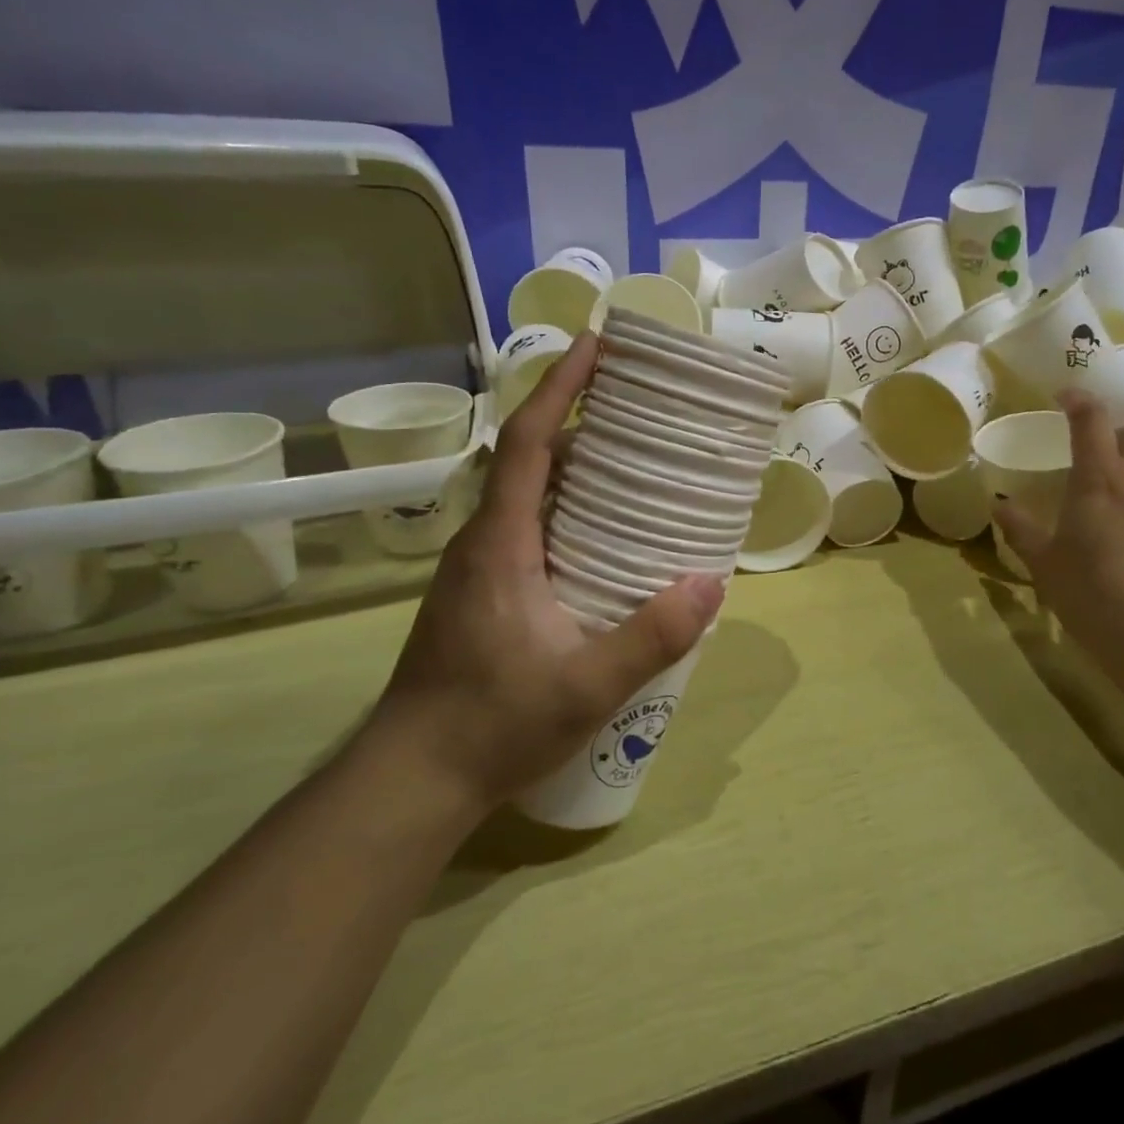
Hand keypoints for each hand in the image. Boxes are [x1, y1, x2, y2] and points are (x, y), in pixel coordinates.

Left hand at [374, 333, 724, 812]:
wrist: (413, 778)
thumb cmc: (492, 724)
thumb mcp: (586, 685)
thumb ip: (650, 636)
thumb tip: (710, 582)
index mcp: (501, 543)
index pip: (529, 444)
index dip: (561, 388)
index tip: (596, 345)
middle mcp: (485, 541)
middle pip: (531, 458)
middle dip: (580, 419)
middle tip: (640, 408)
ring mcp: (480, 568)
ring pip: (529, 495)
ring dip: (576, 466)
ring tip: (636, 464)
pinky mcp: (484, 593)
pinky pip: (529, 527)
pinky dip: (568, 508)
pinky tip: (607, 537)